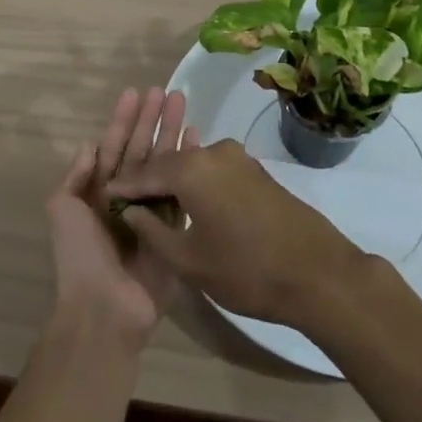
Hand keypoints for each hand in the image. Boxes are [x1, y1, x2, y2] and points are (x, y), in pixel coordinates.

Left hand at [45, 86, 189, 346]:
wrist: (104, 308)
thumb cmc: (80, 255)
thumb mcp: (62, 209)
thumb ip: (76, 175)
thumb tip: (89, 143)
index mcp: (98, 191)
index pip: (113, 145)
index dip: (123, 119)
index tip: (135, 92)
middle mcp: (126, 195)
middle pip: (142, 148)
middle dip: (153, 119)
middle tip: (168, 91)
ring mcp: (151, 211)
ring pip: (163, 163)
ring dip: (172, 134)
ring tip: (184, 105)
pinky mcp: (173, 228)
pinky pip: (182, 190)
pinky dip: (189, 165)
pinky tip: (197, 141)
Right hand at [106, 138, 368, 330]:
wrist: (316, 270)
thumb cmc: (245, 270)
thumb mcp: (189, 261)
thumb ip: (153, 231)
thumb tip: (130, 211)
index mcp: (191, 169)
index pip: (145, 172)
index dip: (124, 186)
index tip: (105, 197)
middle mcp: (212, 151)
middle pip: (169, 162)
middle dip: (148, 180)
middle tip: (128, 199)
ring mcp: (238, 157)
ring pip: (193, 164)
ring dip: (174, 180)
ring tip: (157, 202)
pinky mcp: (255, 169)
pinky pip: (214, 169)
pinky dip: (197, 182)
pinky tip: (191, 203)